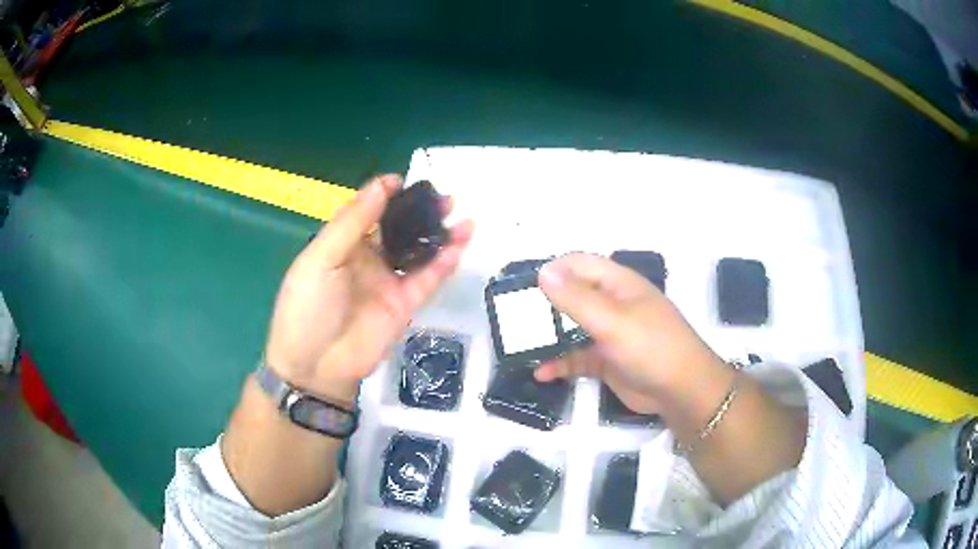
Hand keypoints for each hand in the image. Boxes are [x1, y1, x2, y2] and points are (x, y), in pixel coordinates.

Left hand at [263, 174, 473, 404]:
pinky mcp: (405, 304)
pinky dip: (445, 261)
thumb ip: (352, 223)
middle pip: (399, 228)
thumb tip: (382, 185)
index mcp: (342, 244)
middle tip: (444, 198)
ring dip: (439, 233)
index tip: (405, 181)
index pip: (368, 211)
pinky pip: (428, 278)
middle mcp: (368, 258)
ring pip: (418, 251)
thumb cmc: (307, 307)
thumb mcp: (320, 259)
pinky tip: (460, 243)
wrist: (315, 365)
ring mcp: (388, 281)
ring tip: (460, 215)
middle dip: (420, 211)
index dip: (386, 194)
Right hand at [535, 253, 727, 414]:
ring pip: (571, 328)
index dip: (552, 270)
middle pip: (572, 296)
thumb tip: (542, 271)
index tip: (522, 287)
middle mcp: (612, 303)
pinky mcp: (607, 359)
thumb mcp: (612, 321)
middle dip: (544, 306)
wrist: (681, 392)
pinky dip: (560, 363)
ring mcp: (609, 333)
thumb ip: (576, 298)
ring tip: (519, 347)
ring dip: (548, 337)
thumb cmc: (651, 347)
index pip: (579, 264)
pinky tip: (541, 374)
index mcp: (618, 284)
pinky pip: (577, 357)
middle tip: (513, 319)